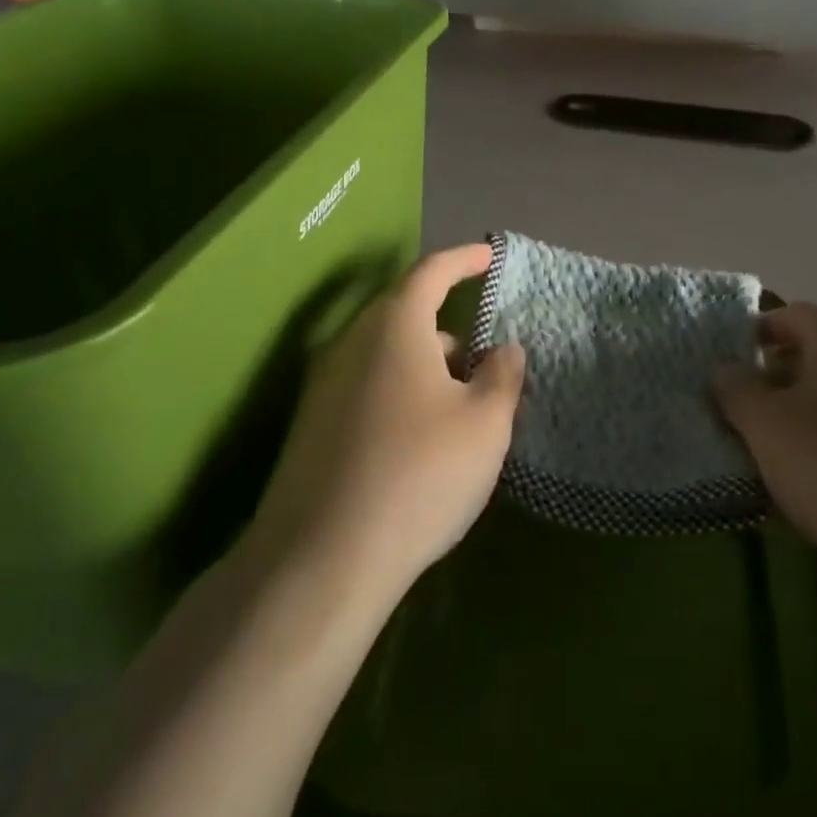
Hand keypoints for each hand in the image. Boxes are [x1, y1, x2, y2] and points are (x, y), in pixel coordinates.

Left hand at [240, 244, 526, 604]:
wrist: (321, 561)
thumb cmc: (419, 474)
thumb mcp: (485, 423)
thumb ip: (502, 375)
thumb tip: (505, 349)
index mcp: (394, 326)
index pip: (431, 272)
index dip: (463, 260)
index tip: (488, 255)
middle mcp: (351, 343)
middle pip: (406, 314)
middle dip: (450, 326)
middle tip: (486, 354)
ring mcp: (324, 386)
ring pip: (387, 355)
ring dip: (427, 364)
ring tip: (462, 402)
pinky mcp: (311, 427)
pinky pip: (368, 387)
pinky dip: (402, 392)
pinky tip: (422, 437)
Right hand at [716, 304, 816, 631]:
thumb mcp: (768, 428)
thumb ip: (736, 391)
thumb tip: (728, 373)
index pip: (785, 316)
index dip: (750, 340)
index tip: (726, 378)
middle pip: (812, 355)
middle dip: (774, 384)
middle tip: (745, 422)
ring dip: (803, 418)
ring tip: (779, 459)